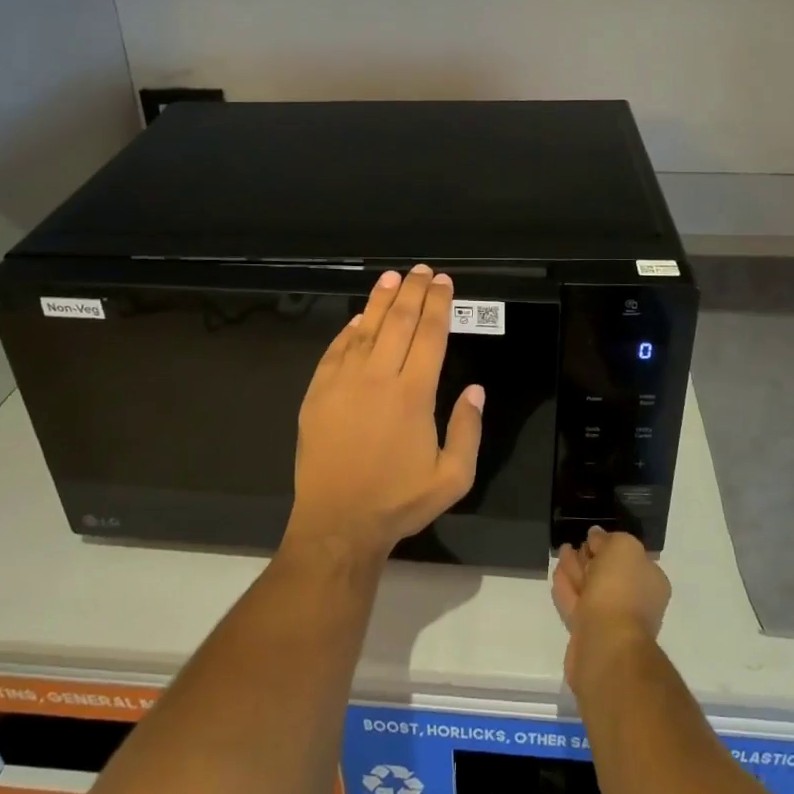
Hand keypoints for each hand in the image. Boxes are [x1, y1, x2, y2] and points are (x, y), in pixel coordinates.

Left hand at [285, 265, 483, 565]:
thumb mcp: (452, 478)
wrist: (337, 523)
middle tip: (423, 270)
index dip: (439, 304)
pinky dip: (350, 329)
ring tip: (393, 277)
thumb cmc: (398, 501)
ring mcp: (343, 382)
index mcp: (414, 394)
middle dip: (414, 291)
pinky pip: (336, 350)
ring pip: (366, 328)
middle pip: (399, 321)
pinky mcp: (318, 392)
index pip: (430, 334)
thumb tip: (475, 389)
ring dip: (381, 300)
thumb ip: (468, 431)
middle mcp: (379, 378)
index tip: (444, 282)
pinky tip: (358, 317)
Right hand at [551, 527, 670, 692]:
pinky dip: (567, 588)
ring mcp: (611, 619)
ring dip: (576, 569)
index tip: (591, 537)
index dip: (609, 544)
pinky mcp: (589, 632)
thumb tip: (596, 537)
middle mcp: (635, 600)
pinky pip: (576, 603)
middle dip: (590, 557)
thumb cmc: (620, 589)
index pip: (630, 556)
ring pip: (591, 588)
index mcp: (650, 581)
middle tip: (573, 544)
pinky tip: (557, 574)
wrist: (606, 641)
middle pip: (608, 572)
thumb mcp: (623, 547)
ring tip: (562, 551)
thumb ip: (609, 539)